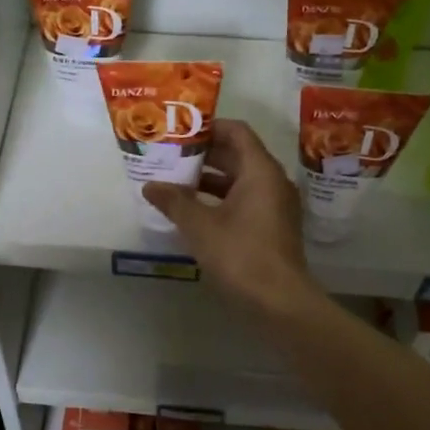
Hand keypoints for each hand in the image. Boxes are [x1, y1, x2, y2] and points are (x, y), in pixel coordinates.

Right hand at [143, 119, 318, 316]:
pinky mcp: (272, 227)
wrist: (279, 302)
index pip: (236, 132)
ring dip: (209, 179)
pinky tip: (193, 211)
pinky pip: (244, 200)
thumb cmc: (240, 255)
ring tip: (175, 182)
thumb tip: (150, 185)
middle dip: (203, 155)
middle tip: (170, 156)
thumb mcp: (200, 226)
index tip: (180, 132)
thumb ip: (174, 201)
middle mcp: (272, 182)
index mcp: (260, 171)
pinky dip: (220, 199)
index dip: (208, 128)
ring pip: (239, 180)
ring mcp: (275, 205)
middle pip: (237, 154)